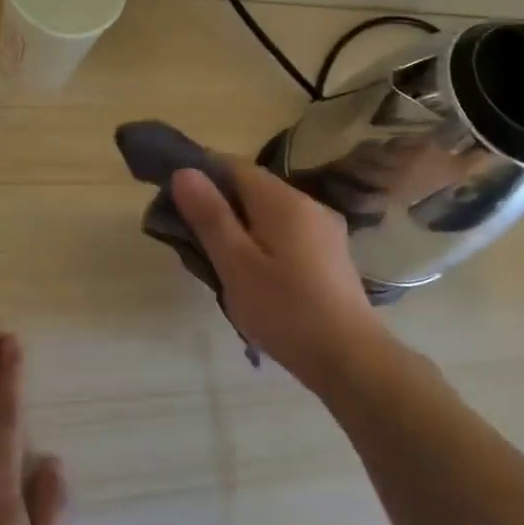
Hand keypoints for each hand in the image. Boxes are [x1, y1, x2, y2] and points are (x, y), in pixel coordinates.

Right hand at [171, 163, 389, 390]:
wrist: (349, 358)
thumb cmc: (285, 310)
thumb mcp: (236, 265)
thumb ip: (210, 217)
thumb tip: (184, 172)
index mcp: (284, 201)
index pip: (234, 166)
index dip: (201, 175)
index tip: (175, 201)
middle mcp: (309, 205)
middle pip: (253, 189)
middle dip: (219, 204)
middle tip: (191, 240)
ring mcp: (325, 230)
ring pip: (270, 213)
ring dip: (240, 226)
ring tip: (218, 261)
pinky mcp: (330, 255)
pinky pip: (287, 233)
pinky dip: (263, 242)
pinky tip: (253, 274)